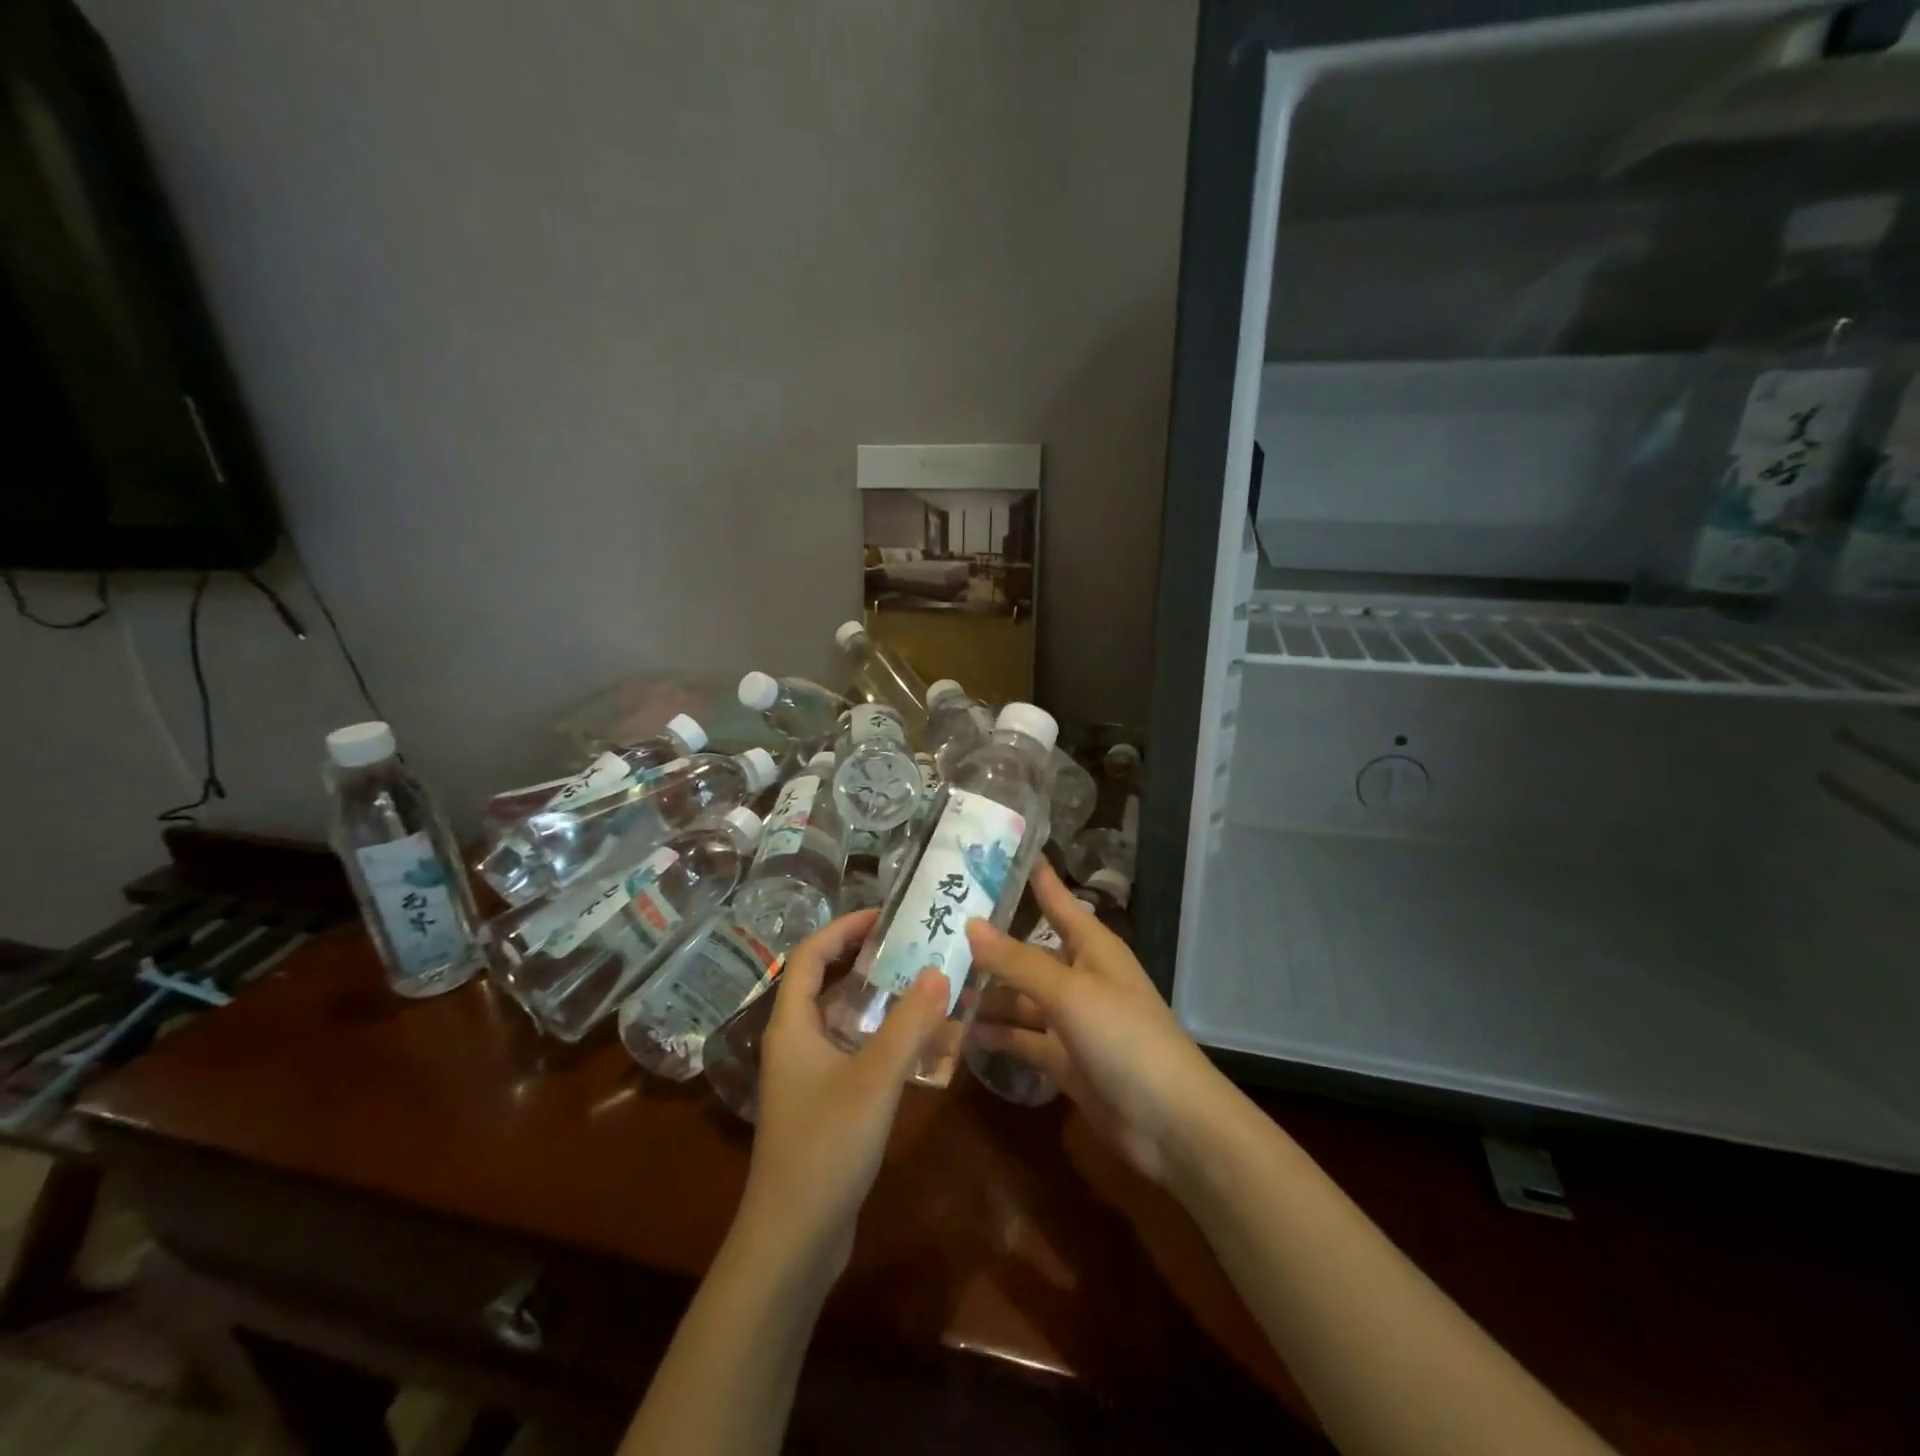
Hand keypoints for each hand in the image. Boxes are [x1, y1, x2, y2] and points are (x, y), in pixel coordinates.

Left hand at [736, 909, 948, 1272]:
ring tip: (923, 983)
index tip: (886, 916)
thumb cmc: (825, 1147)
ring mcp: (808, 1074)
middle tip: (914, 945)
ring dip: (879, 998)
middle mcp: (795, 1041)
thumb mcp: (874, 1079)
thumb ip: (909, 1024)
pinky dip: (882, 1037)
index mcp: (792, 1024)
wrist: (793, 1239)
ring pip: (843, 1018)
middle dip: (866, 959)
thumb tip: (941, 971)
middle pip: (826, 982)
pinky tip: (919, 1044)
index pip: (810, 955)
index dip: (844, 928)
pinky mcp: (824, 1102)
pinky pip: (854, 1051)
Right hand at [965, 861, 1231, 1181]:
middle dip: (990, 947)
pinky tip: (960, 1032)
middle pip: (1028, 954)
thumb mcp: (1070, 992)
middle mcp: (1080, 977)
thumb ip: (1018, 962)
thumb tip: (970, 924)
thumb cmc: (1125, 1037)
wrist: (1169, 1122)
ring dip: (986, 996)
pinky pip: (1023, 1039)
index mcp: (1092, 948)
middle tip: (937, 932)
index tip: (1000, 852)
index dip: (1034, 877)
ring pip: (1020, 999)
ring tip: (936, 986)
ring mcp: (1072, 1021)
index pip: (1057, 901)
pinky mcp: (1064, 1060)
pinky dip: (997, 1036)